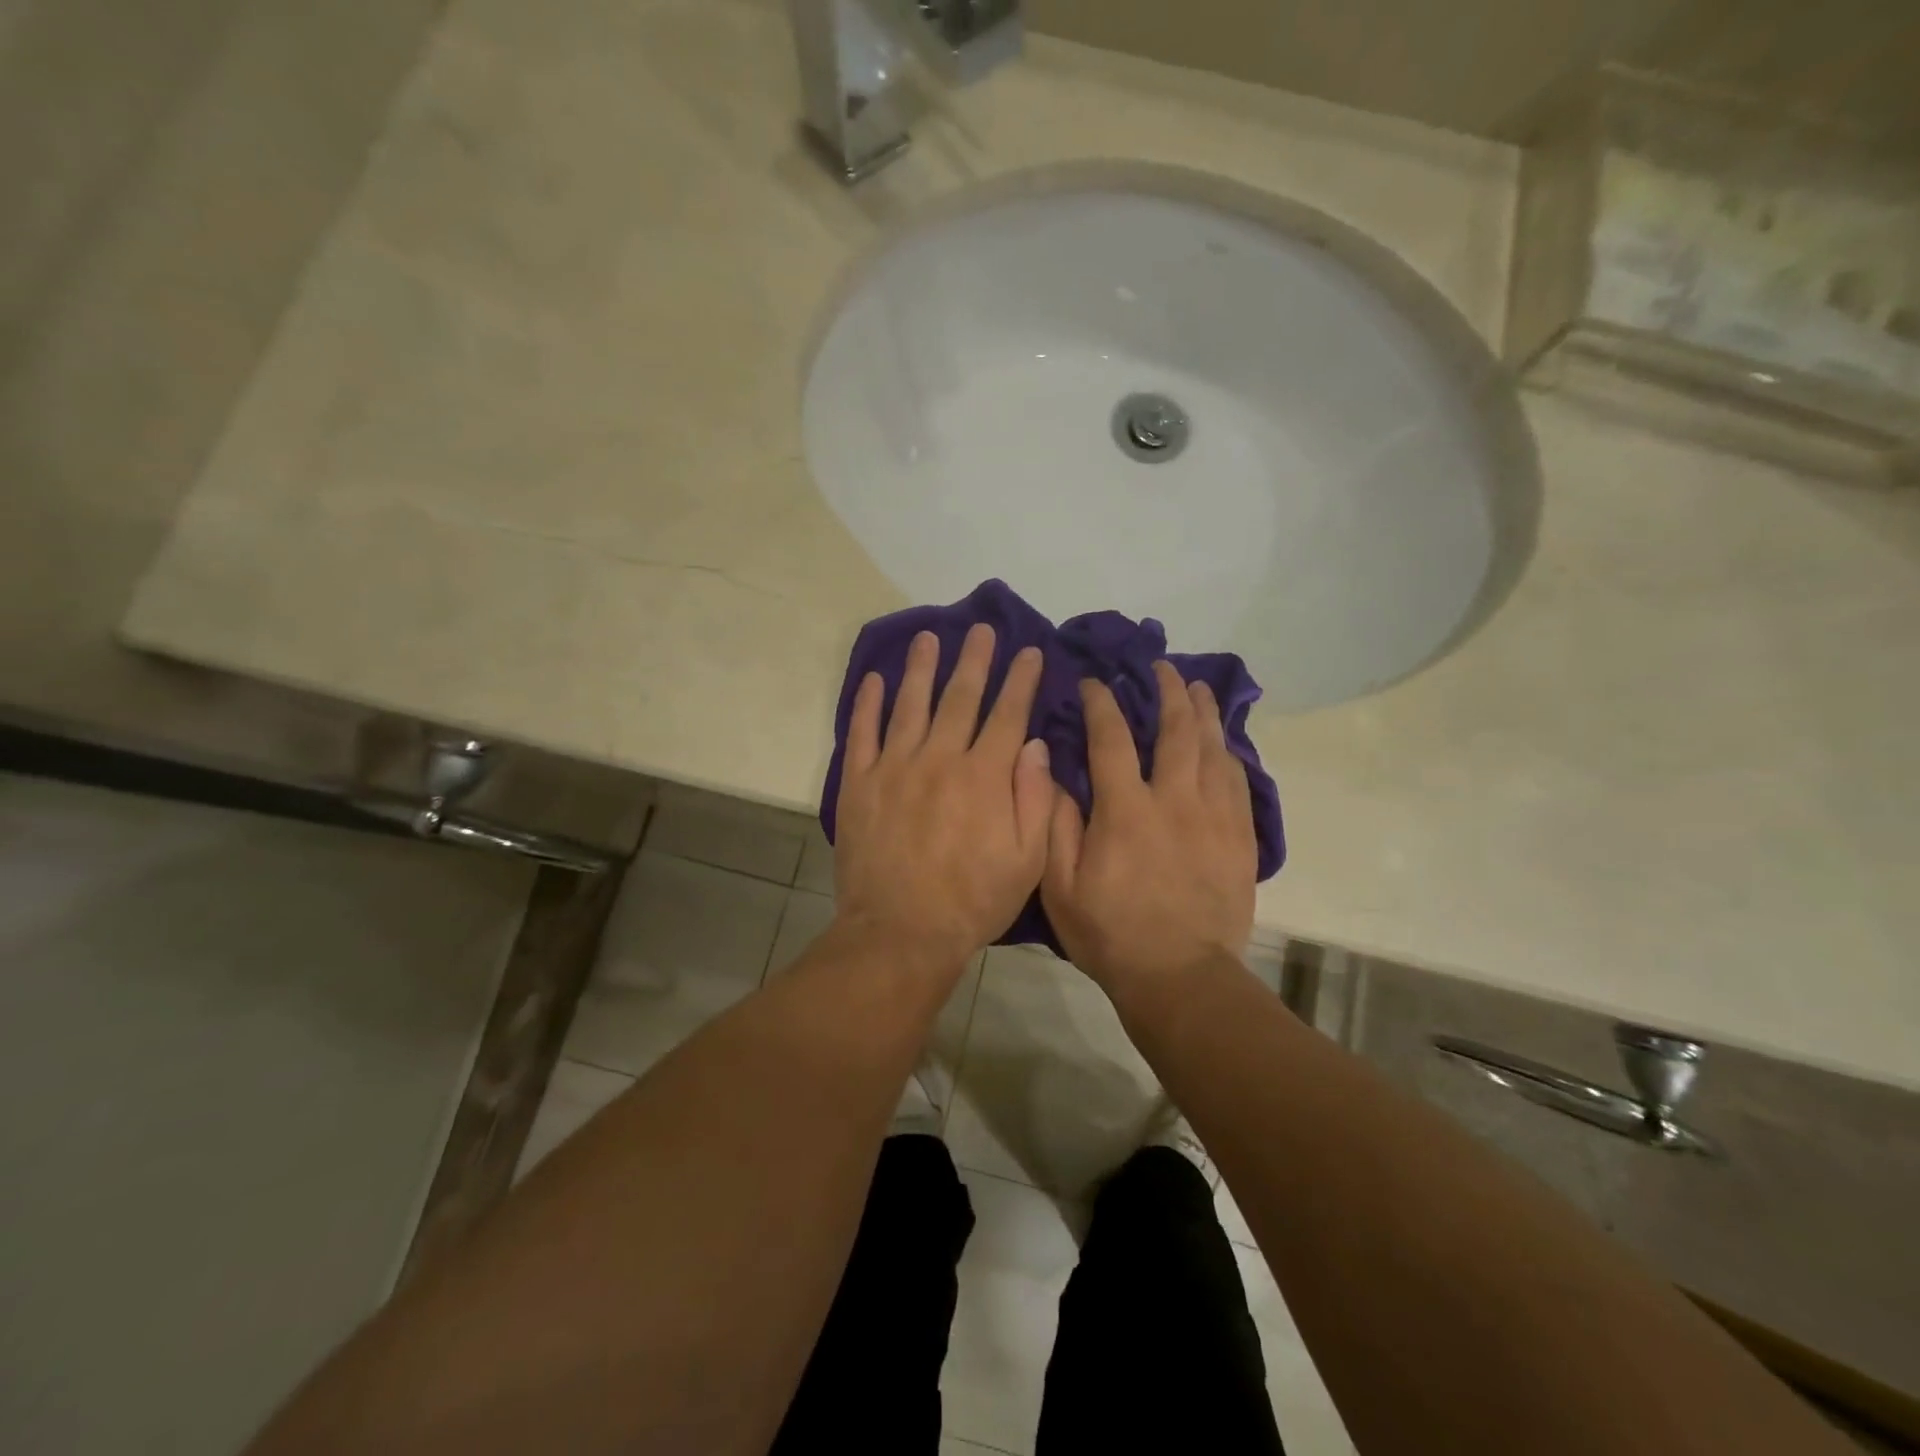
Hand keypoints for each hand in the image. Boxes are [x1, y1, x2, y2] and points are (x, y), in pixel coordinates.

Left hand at [834, 624, 1052, 968]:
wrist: (901, 931)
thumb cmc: (973, 901)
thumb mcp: (1027, 860)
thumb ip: (1034, 798)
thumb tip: (1033, 744)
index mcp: (985, 776)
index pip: (1007, 714)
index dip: (1020, 680)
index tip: (1029, 652)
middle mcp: (940, 758)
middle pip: (960, 697)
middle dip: (975, 660)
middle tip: (982, 629)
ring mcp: (894, 767)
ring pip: (911, 704)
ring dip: (921, 668)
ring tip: (928, 638)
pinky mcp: (859, 783)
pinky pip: (862, 732)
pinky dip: (868, 703)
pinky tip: (874, 679)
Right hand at [1042, 661, 1256, 1003]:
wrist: (1180, 977)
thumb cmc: (1110, 934)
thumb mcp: (1061, 886)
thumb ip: (1056, 824)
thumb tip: (1051, 770)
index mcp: (1126, 810)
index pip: (1112, 739)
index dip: (1102, 704)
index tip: (1094, 682)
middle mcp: (1174, 801)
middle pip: (1176, 731)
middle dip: (1167, 693)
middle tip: (1162, 668)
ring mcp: (1214, 818)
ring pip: (1213, 750)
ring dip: (1204, 713)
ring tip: (1198, 689)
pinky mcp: (1240, 839)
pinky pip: (1239, 783)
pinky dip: (1229, 755)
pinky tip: (1225, 743)